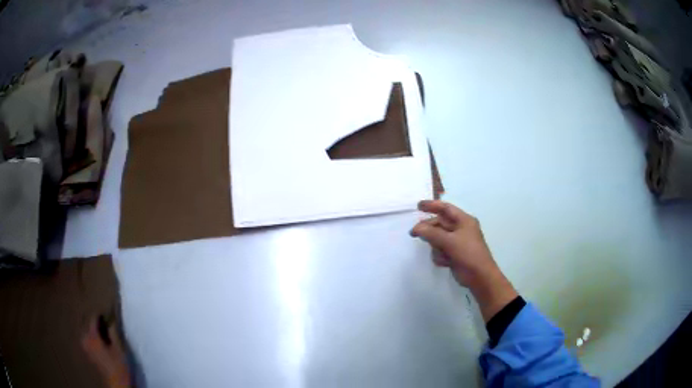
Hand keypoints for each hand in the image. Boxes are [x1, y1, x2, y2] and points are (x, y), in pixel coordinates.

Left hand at [81, 317, 131, 387]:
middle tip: (104, 324)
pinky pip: (87, 341)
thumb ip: (114, 333)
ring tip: (101, 332)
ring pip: (87, 333)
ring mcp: (86, 348)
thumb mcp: (120, 350)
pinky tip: (98, 342)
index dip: (99, 315)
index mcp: (93, 337)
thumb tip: (111, 321)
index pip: (93, 319)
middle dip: (95, 324)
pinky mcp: (88, 355)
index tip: (106, 314)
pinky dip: (91, 338)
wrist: (117, 384)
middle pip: (88, 325)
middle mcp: (86, 340)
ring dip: (93, 331)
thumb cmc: (119, 367)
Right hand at [410, 200, 517, 321]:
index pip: (446, 208)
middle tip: (414, 234)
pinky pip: (441, 251)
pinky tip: (445, 263)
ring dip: (436, 247)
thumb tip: (416, 228)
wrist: (480, 277)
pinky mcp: (454, 254)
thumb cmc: (468, 254)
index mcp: (464, 220)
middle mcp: (461, 229)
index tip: (418, 205)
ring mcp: (457, 242)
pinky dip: (440, 256)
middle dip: (429, 230)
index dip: (432, 205)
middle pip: (439, 224)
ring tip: (442, 255)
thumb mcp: (449, 241)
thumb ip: (431, 233)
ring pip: (438, 239)